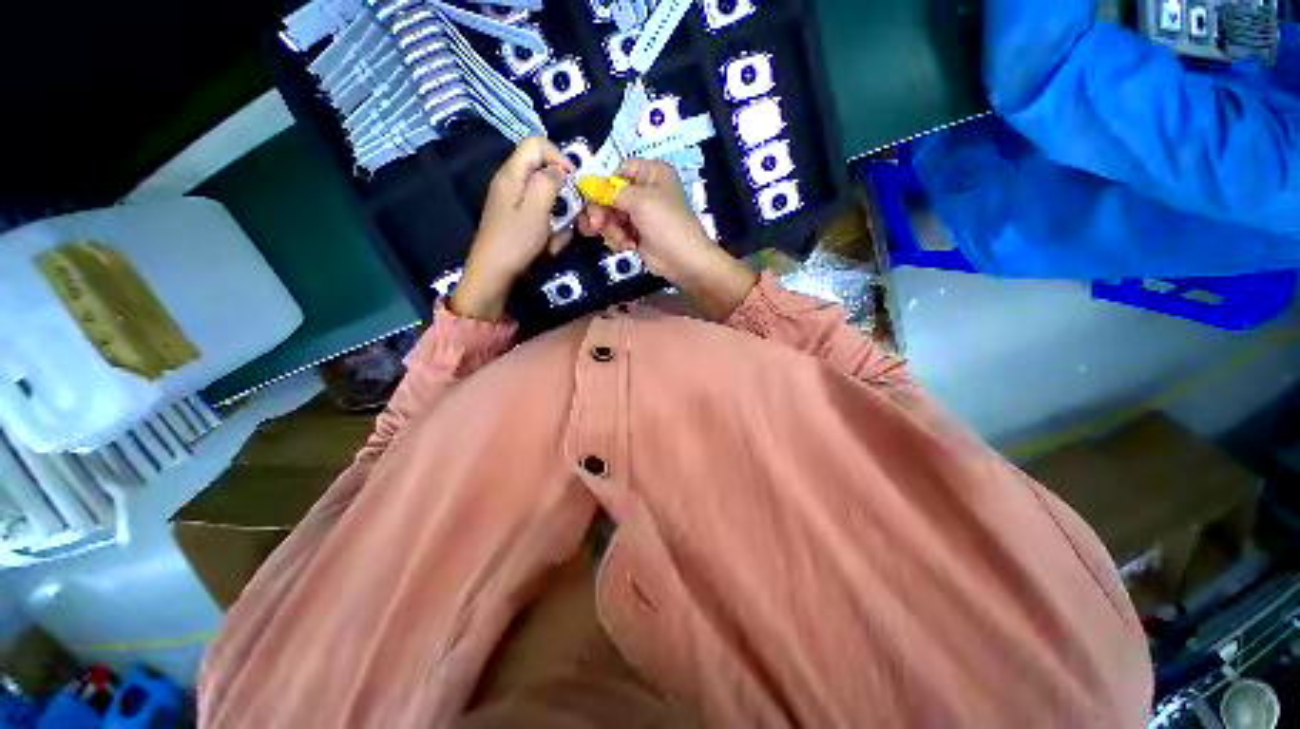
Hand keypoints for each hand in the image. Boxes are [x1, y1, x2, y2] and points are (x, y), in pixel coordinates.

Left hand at [452, 137, 575, 320]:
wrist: (494, 273)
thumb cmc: (516, 241)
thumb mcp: (536, 209)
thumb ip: (549, 182)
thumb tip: (560, 169)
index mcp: (513, 174)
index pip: (537, 144)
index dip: (559, 157)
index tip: (574, 181)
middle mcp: (511, 181)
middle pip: (541, 168)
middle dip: (561, 187)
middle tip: (571, 209)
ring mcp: (512, 200)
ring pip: (543, 192)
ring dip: (557, 209)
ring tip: (559, 230)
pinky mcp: (515, 217)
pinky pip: (539, 211)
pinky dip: (549, 223)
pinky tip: (550, 240)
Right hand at [577, 159, 756, 319]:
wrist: (683, 260)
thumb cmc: (666, 224)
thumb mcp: (640, 200)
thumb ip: (611, 192)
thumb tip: (588, 186)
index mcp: (652, 173)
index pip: (619, 170)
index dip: (604, 183)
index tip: (590, 197)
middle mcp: (645, 190)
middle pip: (610, 194)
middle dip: (602, 211)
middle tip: (594, 225)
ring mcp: (640, 214)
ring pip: (610, 215)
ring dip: (611, 228)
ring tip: (621, 239)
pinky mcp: (636, 234)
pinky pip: (616, 231)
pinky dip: (618, 238)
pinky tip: (629, 245)